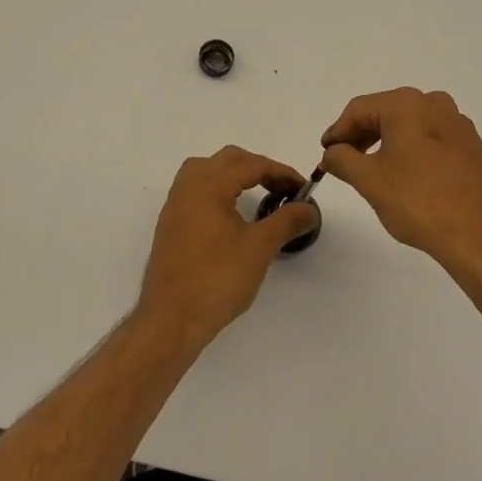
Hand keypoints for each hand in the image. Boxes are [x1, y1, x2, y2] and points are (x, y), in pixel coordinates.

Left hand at [138, 146, 320, 347]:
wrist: (171, 320)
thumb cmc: (217, 279)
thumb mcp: (259, 248)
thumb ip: (287, 221)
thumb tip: (310, 209)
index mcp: (208, 185)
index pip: (251, 164)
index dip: (281, 173)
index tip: (303, 189)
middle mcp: (188, 186)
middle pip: (228, 160)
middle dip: (259, 168)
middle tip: (284, 190)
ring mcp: (175, 205)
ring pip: (208, 171)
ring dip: (236, 176)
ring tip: (259, 194)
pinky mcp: (171, 224)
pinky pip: (197, 190)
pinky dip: (220, 190)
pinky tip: (233, 213)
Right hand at [320, 88, 481, 272]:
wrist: (480, 234)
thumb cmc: (418, 201)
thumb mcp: (370, 181)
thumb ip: (343, 160)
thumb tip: (332, 152)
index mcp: (407, 104)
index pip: (359, 109)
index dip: (338, 130)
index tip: (326, 153)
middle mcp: (435, 104)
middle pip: (386, 112)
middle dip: (362, 135)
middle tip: (345, 161)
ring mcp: (459, 124)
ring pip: (412, 125)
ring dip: (388, 142)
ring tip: (375, 170)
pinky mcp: (474, 146)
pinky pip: (433, 139)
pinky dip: (414, 150)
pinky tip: (409, 176)